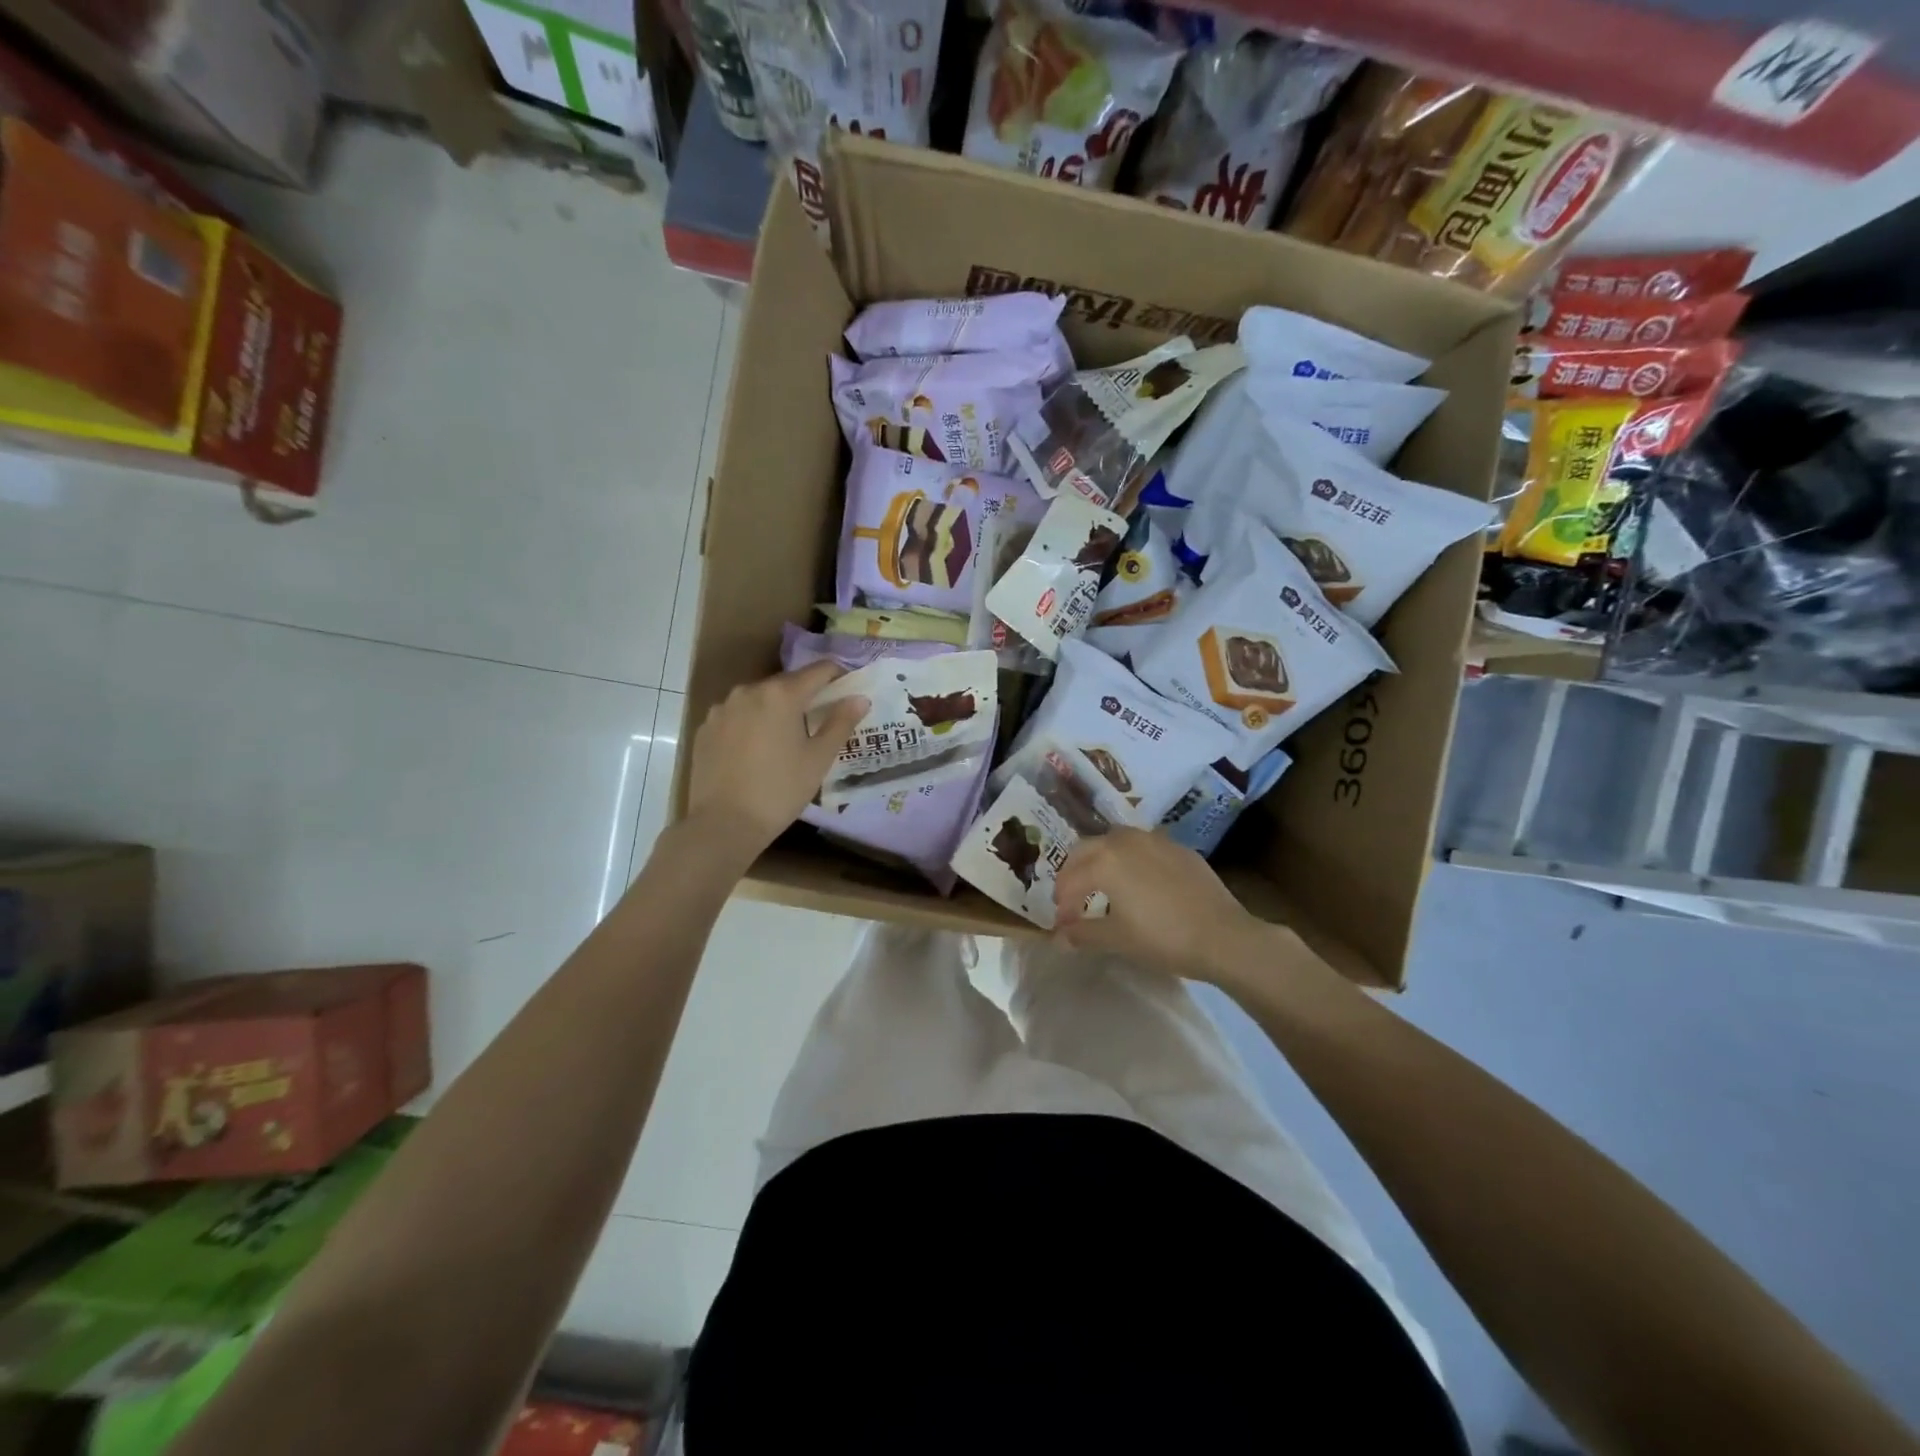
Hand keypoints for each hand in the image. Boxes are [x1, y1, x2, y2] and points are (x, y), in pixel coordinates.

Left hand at [685, 661, 867, 862]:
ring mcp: (722, 708)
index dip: (838, 676)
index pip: (818, 670)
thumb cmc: (780, 790)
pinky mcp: (705, 728)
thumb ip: (841, 723)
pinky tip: (756, 751)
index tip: (848, 689)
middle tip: (820, 720)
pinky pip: (736, 716)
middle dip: (806, 696)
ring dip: (776, 710)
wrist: (722, 824)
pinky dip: (751, 724)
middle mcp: (748, 691)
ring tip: (785, 738)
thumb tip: (859, 698)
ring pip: (758, 699)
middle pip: (786, 683)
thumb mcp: (819, 759)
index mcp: (781, 694)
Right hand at [1053, 828, 1266, 984]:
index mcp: (1104, 860)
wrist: (1223, 936)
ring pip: (1114, 842)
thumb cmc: (1163, 938)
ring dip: (1100, 861)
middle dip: (1074, 874)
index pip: (1070, 879)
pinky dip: (1129, 861)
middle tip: (1073, 900)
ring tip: (1103, 887)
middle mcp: (1125, 840)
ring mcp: (1154, 840)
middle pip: (1086, 850)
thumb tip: (1058, 937)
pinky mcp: (1178, 848)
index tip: (1062, 925)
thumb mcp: (1117, 939)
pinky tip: (1139, 884)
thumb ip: (1082, 934)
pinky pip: (1142, 847)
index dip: (1062, 904)